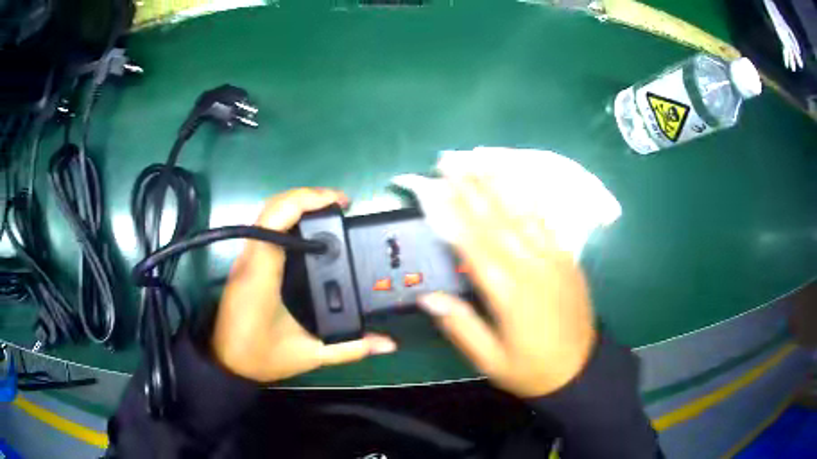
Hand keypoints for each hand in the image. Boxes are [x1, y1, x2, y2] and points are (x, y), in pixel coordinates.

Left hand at [212, 188, 396, 382]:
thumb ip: (350, 348)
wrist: (226, 364)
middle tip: (340, 206)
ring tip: (329, 213)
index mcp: (262, 274)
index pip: (276, 219)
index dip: (307, 200)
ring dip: (297, 205)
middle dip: (306, 197)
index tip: (339, 203)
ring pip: (267, 214)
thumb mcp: (309, 355)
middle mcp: (250, 259)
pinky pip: (265, 228)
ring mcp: (245, 260)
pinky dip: (288, 219)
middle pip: (272, 207)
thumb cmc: (260, 358)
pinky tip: (309, 233)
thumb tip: (388, 344)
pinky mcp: (246, 265)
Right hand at [419, 177, 595, 397]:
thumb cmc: (532, 369)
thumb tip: (428, 297)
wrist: (581, 369)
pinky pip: (547, 221)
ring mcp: (554, 258)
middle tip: (449, 161)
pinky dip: (529, 198)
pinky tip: (517, 181)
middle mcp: (532, 267)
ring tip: (478, 159)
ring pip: (523, 212)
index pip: (473, 245)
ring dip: (499, 183)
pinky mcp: (568, 258)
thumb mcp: (491, 361)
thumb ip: (462, 327)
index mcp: (509, 294)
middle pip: (497, 219)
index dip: (451, 214)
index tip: (433, 190)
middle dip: (471, 186)